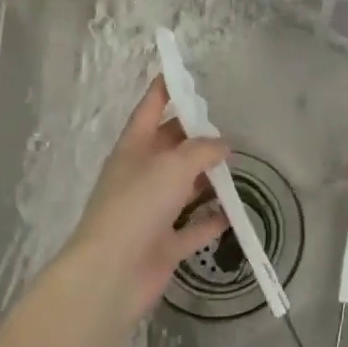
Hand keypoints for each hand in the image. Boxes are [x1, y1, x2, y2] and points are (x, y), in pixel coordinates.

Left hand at [62, 77, 230, 318]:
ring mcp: (151, 212)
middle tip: (227, 126)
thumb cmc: (137, 207)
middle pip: (170, 148)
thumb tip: (223, 145)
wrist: (111, 274)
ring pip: (183, 187)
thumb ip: (201, 151)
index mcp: (133, 149)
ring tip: (237, 167)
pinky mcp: (163, 244)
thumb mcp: (173, 166)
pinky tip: (234, 213)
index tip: (178, 72)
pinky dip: (211, 220)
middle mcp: (141, 176)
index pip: (149, 110)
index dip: (164, 90)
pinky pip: (192, 227)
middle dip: (195, 136)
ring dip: (206, 178)